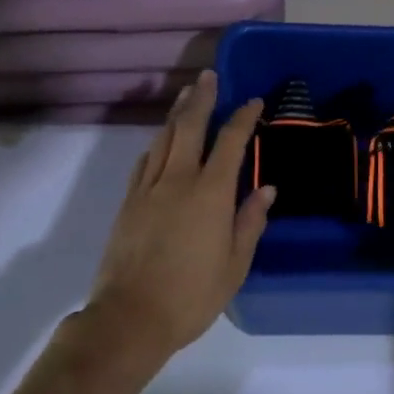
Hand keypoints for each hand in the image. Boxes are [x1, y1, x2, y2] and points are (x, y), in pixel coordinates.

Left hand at [86, 71, 273, 370]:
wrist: (130, 318)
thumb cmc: (192, 295)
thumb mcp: (235, 264)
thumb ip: (250, 221)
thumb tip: (266, 189)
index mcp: (210, 193)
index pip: (230, 142)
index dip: (243, 117)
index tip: (253, 102)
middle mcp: (178, 180)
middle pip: (189, 126)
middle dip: (201, 98)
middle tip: (208, 76)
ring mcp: (148, 189)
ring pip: (163, 139)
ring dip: (176, 114)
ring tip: (186, 95)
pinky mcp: (128, 203)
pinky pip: (144, 162)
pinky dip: (156, 144)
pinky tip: (159, 141)